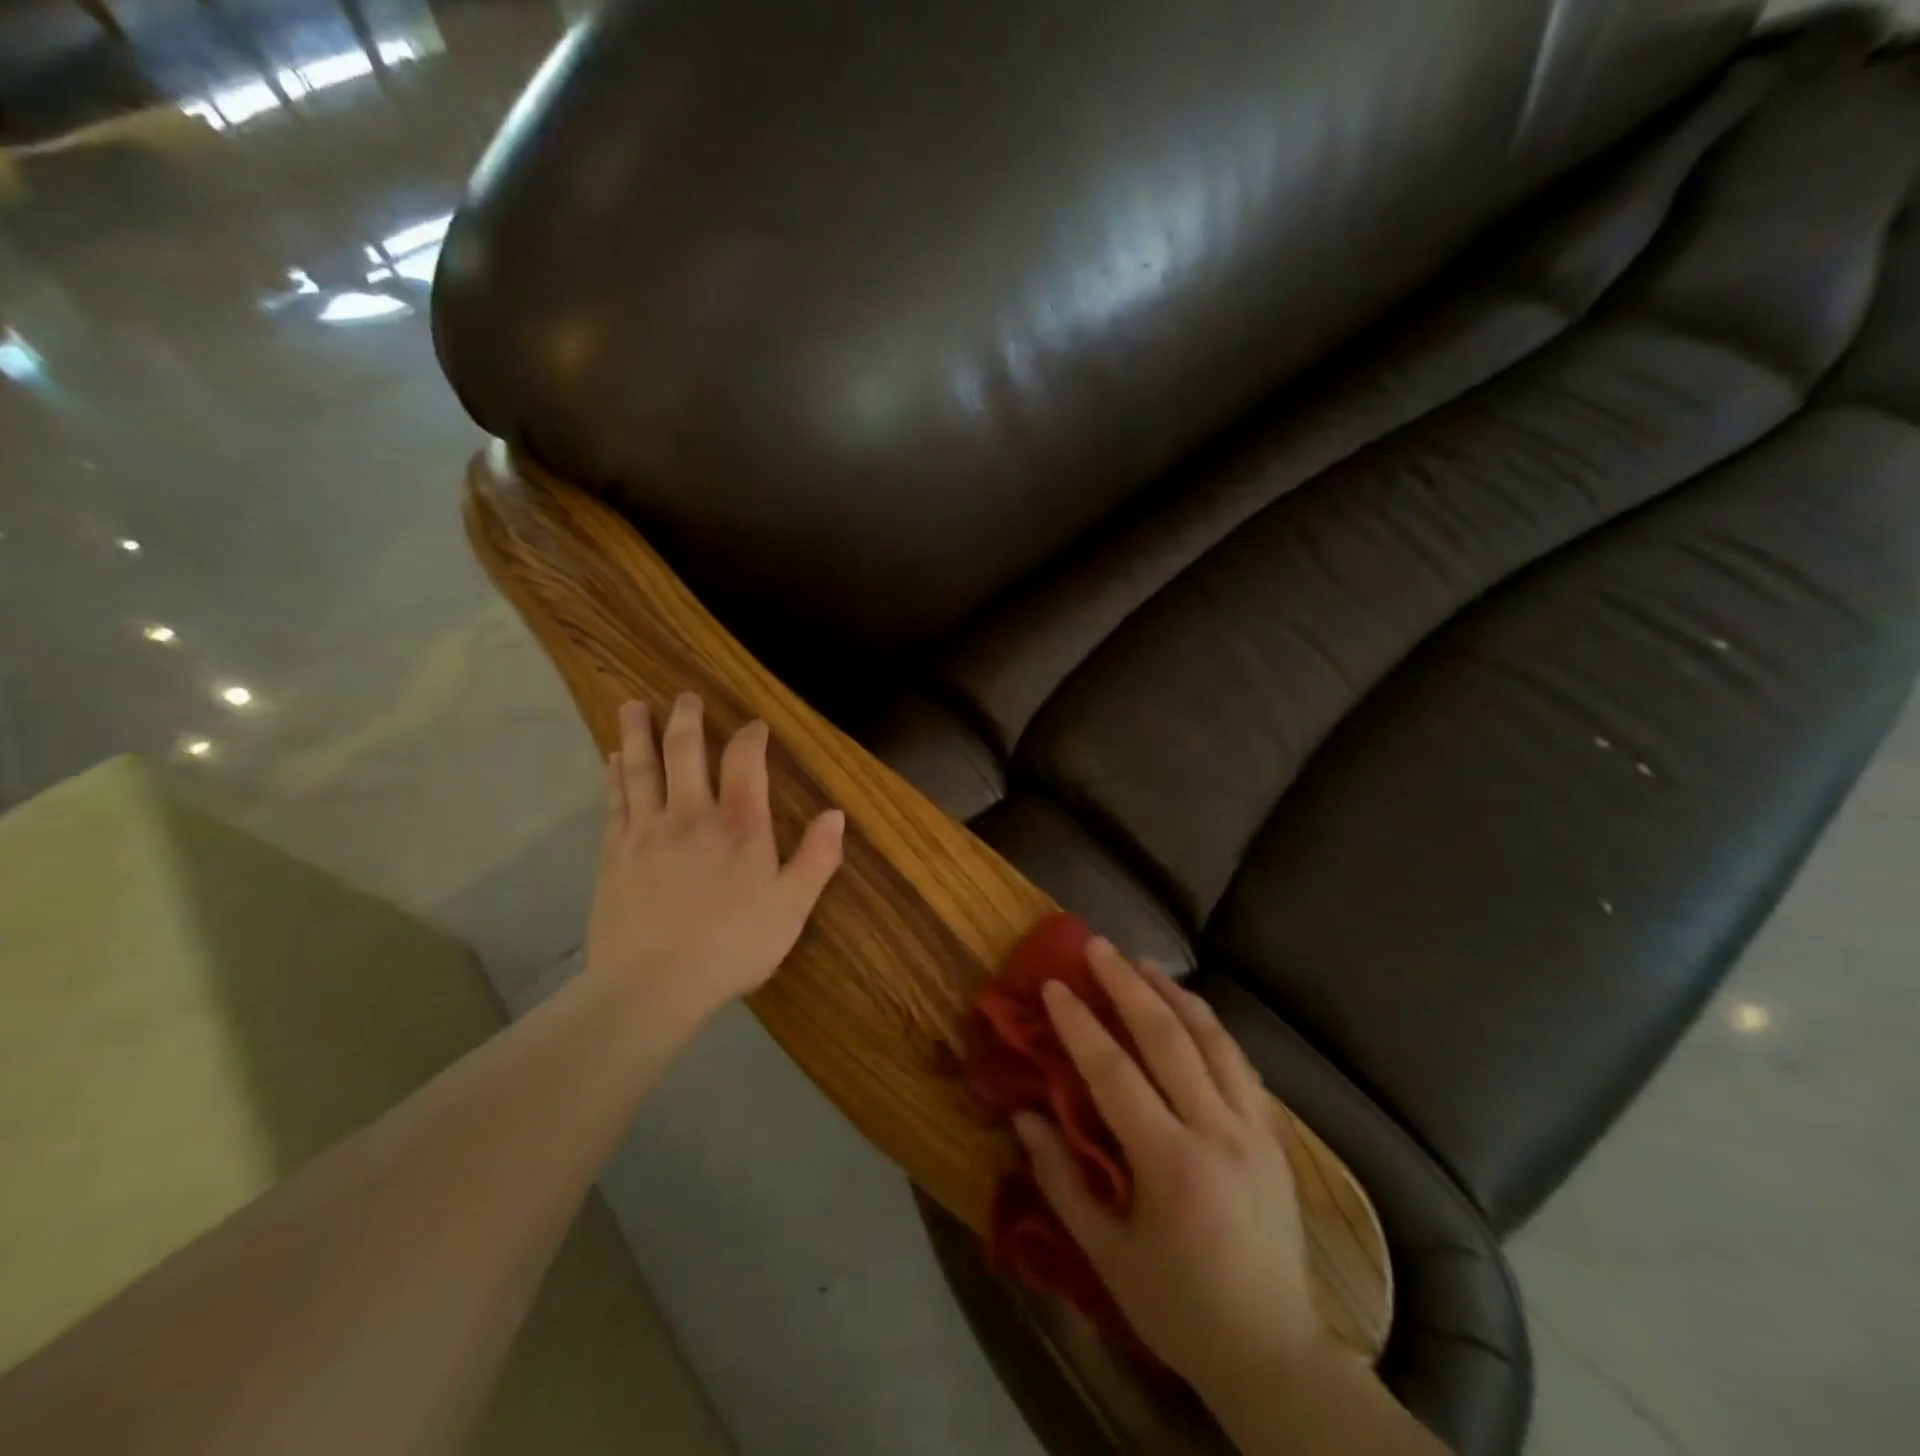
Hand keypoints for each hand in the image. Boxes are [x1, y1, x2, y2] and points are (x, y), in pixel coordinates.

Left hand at [585, 694, 844, 1027]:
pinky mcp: (614, 853)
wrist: (651, 986)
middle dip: (687, 719)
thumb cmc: (733, 946)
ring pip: (641, 768)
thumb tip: (836, 813)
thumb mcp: (791, 908)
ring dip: (639, 734)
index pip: (745, 761)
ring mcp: (647, 831)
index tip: (754, 725)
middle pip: (685, 751)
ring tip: (633, 706)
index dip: (751, 736)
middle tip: (685, 696)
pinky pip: (615, 801)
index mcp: (740, 825)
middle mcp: (691, 814)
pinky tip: (611, 760)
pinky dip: (615, 775)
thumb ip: (817, 858)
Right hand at [1012, 940, 1327, 1404]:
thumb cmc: (1179, 1307)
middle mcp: (1217, 1132)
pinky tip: (1191, 1011)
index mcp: (1170, 1164)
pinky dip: (1211, 1027)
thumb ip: (1062, 1180)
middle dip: (1127, 985)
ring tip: (1143, 963)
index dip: (1080, 1024)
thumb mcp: (1107, 1255)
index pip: (1115, 1073)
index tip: (1053, 985)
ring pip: (1214, 1038)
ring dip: (1175, 993)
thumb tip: (1024, 1116)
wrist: (1274, 1353)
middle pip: (1169, 1037)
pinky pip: (1240, 1063)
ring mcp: (1254, 1129)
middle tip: (1098, 946)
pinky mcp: (1275, 1136)